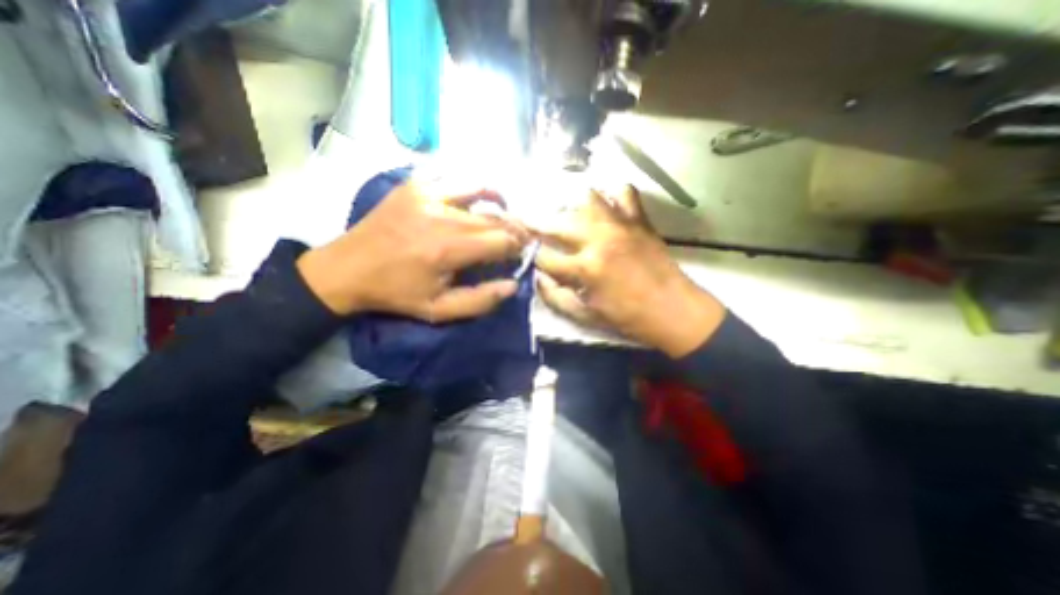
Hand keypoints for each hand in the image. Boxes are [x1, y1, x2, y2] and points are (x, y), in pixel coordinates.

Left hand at [296, 178, 526, 319]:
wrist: (347, 268)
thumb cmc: (396, 293)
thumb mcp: (438, 310)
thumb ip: (480, 301)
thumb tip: (513, 284)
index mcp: (447, 249)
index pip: (501, 240)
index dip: (518, 246)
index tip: (521, 253)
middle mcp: (441, 216)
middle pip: (495, 216)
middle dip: (514, 228)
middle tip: (518, 238)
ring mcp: (426, 194)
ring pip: (480, 190)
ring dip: (499, 204)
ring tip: (502, 216)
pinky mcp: (415, 185)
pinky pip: (455, 179)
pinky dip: (473, 189)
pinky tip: (475, 202)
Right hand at [534, 185, 723, 356]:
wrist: (673, 310)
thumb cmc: (627, 317)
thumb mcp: (585, 316)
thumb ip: (555, 297)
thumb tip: (538, 277)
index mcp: (585, 269)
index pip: (544, 256)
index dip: (530, 254)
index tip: (524, 251)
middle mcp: (599, 240)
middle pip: (557, 222)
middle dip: (537, 224)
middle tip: (529, 225)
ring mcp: (621, 225)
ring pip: (586, 197)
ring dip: (570, 206)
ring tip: (566, 216)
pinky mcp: (639, 220)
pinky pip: (623, 192)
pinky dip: (610, 194)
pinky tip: (604, 206)